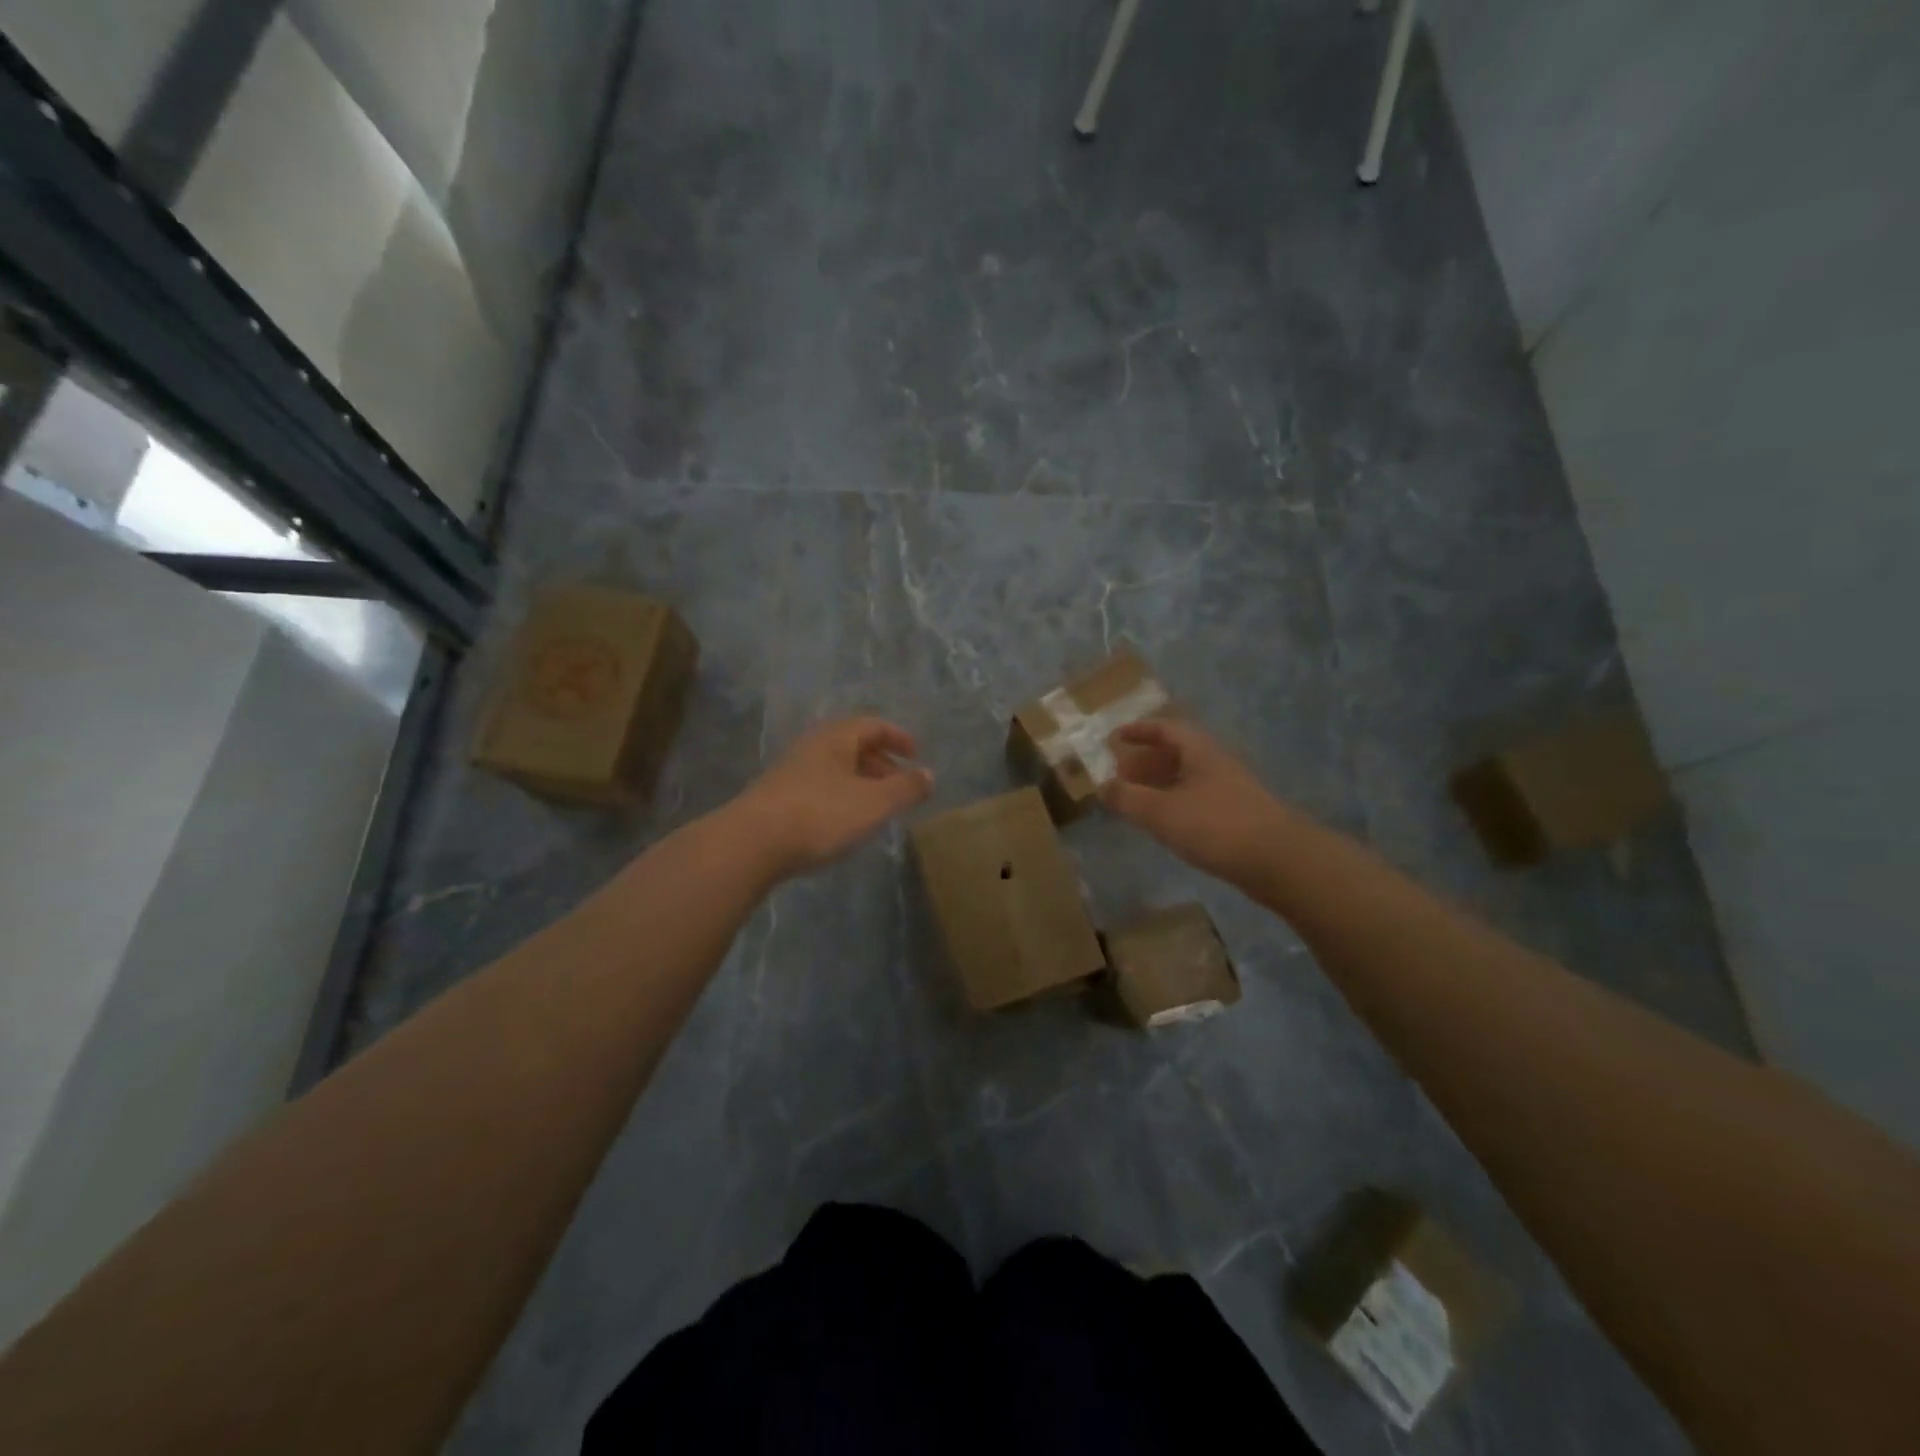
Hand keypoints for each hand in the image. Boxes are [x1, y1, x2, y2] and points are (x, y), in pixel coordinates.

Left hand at [731, 718, 933, 881]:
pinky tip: (844, 822)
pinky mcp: (777, 797)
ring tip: (877, 806)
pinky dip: (841, 796)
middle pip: (853, 744)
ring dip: (860, 781)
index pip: (873, 725)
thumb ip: (906, 788)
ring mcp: (790, 771)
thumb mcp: (874, 803)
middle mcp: (812, 746)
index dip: (899, 737)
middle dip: (881, 761)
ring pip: (835, 767)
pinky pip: (819, 786)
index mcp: (836, 737)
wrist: (751, 843)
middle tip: (900, 784)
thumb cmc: (821, 815)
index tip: (917, 755)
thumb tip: (929, 775)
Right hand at [1102, 719, 1292, 889]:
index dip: (1138, 730)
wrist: (1280, 861)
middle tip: (1120, 773)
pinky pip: (1196, 799)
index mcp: (1199, 751)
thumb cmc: (1216, 826)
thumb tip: (1103, 786)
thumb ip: (1128, 798)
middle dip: (1145, 760)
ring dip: (1159, 784)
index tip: (1114, 738)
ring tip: (1135, 800)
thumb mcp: (1162, 812)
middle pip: (1176, 752)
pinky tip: (1165, 823)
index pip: (1165, 729)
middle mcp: (1216, 764)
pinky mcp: (1237, 817)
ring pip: (1187, 778)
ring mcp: (1230, 791)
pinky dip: (1174, 803)